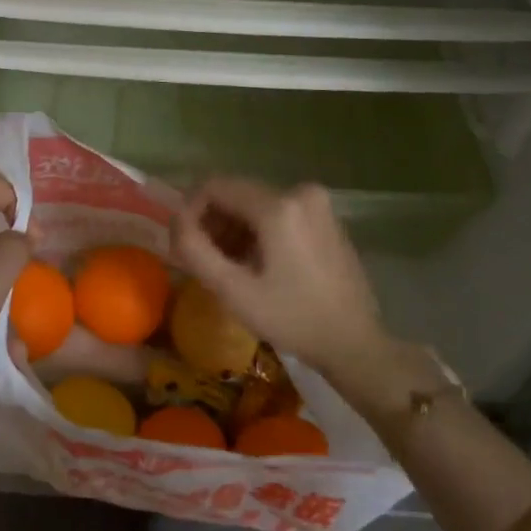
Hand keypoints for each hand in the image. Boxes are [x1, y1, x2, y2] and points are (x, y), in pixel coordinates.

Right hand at [171, 177, 387, 377]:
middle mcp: (300, 191)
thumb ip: (195, 250)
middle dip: (213, 223)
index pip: (215, 186)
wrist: (355, 343)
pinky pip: (277, 212)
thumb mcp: (234, 290)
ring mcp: (317, 203)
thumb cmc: (293, 319)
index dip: (190, 211)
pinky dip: (258, 232)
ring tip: (229, 268)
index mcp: (279, 206)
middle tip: (204, 262)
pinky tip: (255, 265)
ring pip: (255, 204)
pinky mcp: (325, 216)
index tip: (184, 245)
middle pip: (236, 194)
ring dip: (234, 229)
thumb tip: (175, 220)